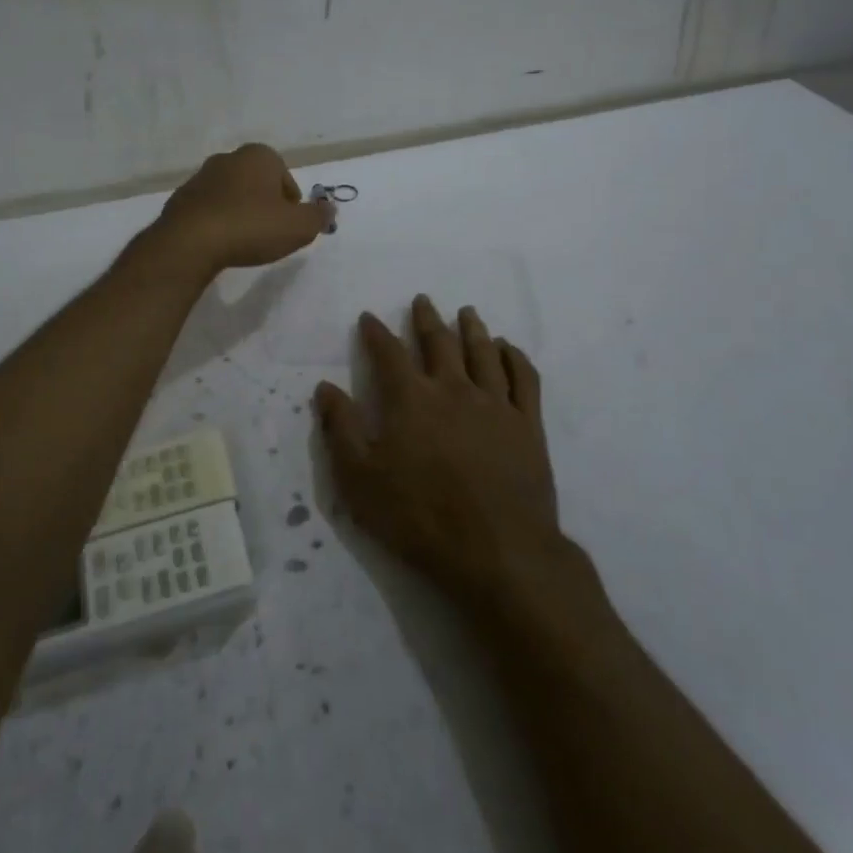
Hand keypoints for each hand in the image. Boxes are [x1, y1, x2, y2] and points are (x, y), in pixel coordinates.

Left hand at [147, 143, 333, 276]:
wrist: (190, 242)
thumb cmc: (251, 227)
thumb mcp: (298, 227)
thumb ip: (318, 216)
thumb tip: (329, 208)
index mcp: (259, 156)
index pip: (284, 176)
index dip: (291, 202)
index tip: (288, 225)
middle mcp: (228, 158)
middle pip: (257, 183)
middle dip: (264, 204)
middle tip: (269, 233)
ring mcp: (200, 177)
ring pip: (231, 194)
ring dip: (239, 213)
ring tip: (243, 242)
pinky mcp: (180, 199)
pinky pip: (208, 210)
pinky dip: (217, 222)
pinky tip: (219, 244)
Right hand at [315, 295, 559, 607]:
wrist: (498, 552)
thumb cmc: (419, 518)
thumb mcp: (360, 479)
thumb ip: (340, 428)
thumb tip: (325, 387)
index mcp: (411, 399)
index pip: (388, 353)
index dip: (376, 332)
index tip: (369, 317)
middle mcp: (453, 389)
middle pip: (439, 342)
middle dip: (427, 319)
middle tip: (423, 300)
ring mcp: (495, 404)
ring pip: (483, 352)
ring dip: (473, 328)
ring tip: (467, 312)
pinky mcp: (528, 425)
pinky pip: (524, 379)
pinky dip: (515, 357)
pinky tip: (508, 349)